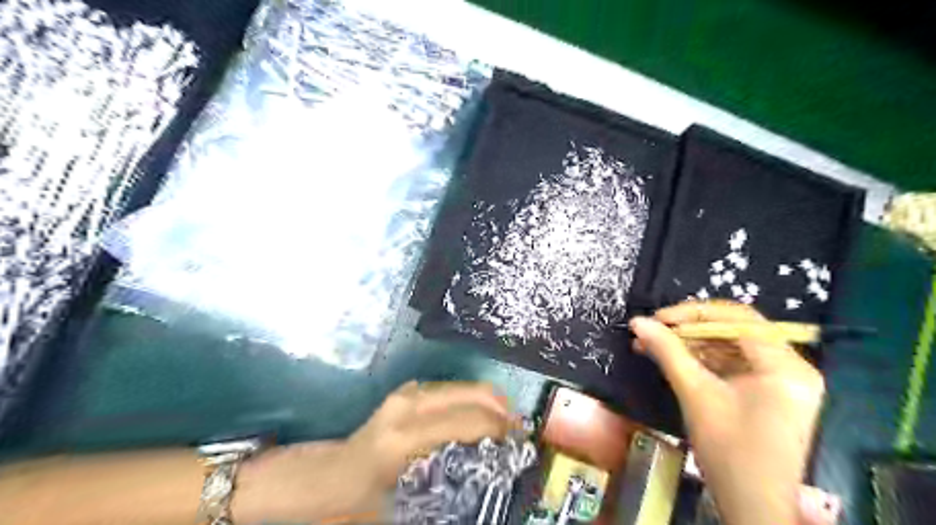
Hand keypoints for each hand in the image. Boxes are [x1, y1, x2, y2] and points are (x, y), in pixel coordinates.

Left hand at [232, 380, 511, 522]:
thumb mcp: (386, 516)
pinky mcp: (402, 396)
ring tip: (504, 423)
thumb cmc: (343, 501)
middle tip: (519, 430)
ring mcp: (403, 396)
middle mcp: (408, 406)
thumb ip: (431, 509)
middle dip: (498, 407)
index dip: (497, 428)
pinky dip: (466, 399)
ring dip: (484, 401)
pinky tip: (475, 415)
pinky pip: (445, 391)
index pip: (465, 421)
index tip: (520, 442)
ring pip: (458, 388)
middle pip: (467, 394)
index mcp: (405, 437)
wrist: (305, 479)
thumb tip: (471, 503)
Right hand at [627, 302, 824, 524]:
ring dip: (691, 344)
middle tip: (652, 331)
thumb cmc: (729, 452)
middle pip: (734, 330)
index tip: (658, 319)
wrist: (754, 507)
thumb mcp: (695, 394)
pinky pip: (734, 364)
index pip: (737, 318)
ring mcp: (783, 381)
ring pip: (730, 346)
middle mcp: (792, 366)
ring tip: (653, 345)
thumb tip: (638, 321)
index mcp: (785, 366)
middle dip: (689, 329)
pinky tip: (673, 359)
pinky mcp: (771, 393)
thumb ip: (667, 351)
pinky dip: (703, 360)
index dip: (692, 313)